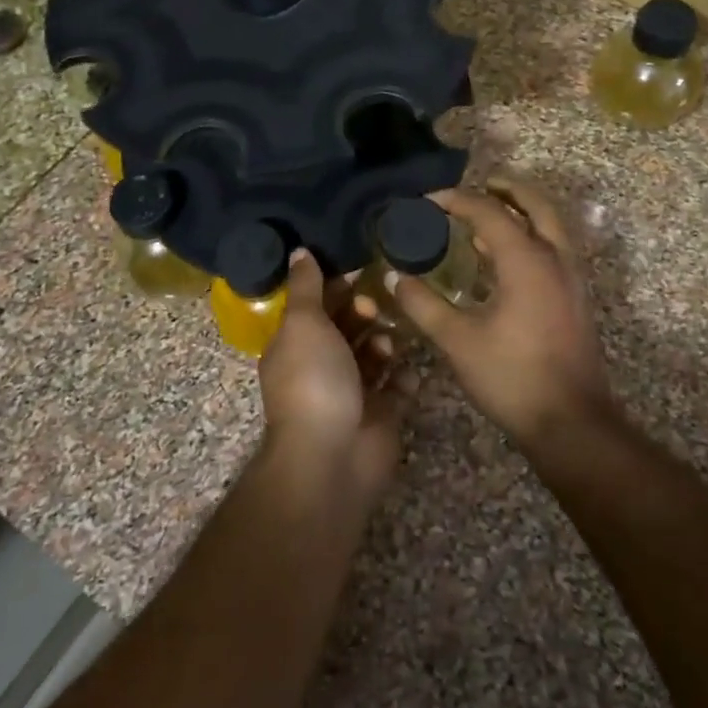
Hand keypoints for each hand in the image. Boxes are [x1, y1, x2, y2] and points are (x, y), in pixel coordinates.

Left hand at [258, 251, 407, 506]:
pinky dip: (405, 378)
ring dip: (384, 343)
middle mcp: (322, 367)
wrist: (332, 456)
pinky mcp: (381, 415)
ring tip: (387, 345)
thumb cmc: (314, 381)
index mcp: (296, 345)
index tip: (361, 269)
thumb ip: (306, 287)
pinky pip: (398, 388)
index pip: (317, 307)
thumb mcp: (304, 323)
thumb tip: (299, 251)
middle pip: (348, 329)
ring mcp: (353, 393)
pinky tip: (410, 370)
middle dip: (362, 314)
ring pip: (374, 356)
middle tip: (374, 308)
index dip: (336, 287)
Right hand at [389, 177, 614, 451]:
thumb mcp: (458, 340)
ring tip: (487, 218)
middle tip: (478, 185)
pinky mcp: (575, 299)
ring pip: (551, 226)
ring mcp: (571, 279)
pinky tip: (503, 260)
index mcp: (526, 260)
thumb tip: (394, 278)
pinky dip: (531, 237)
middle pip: (536, 205)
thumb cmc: (512, 377)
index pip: (489, 212)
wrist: (571, 423)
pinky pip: (554, 249)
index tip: (427, 202)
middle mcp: (555, 259)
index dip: (456, 201)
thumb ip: (423, 305)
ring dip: (522, 212)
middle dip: (507, 189)